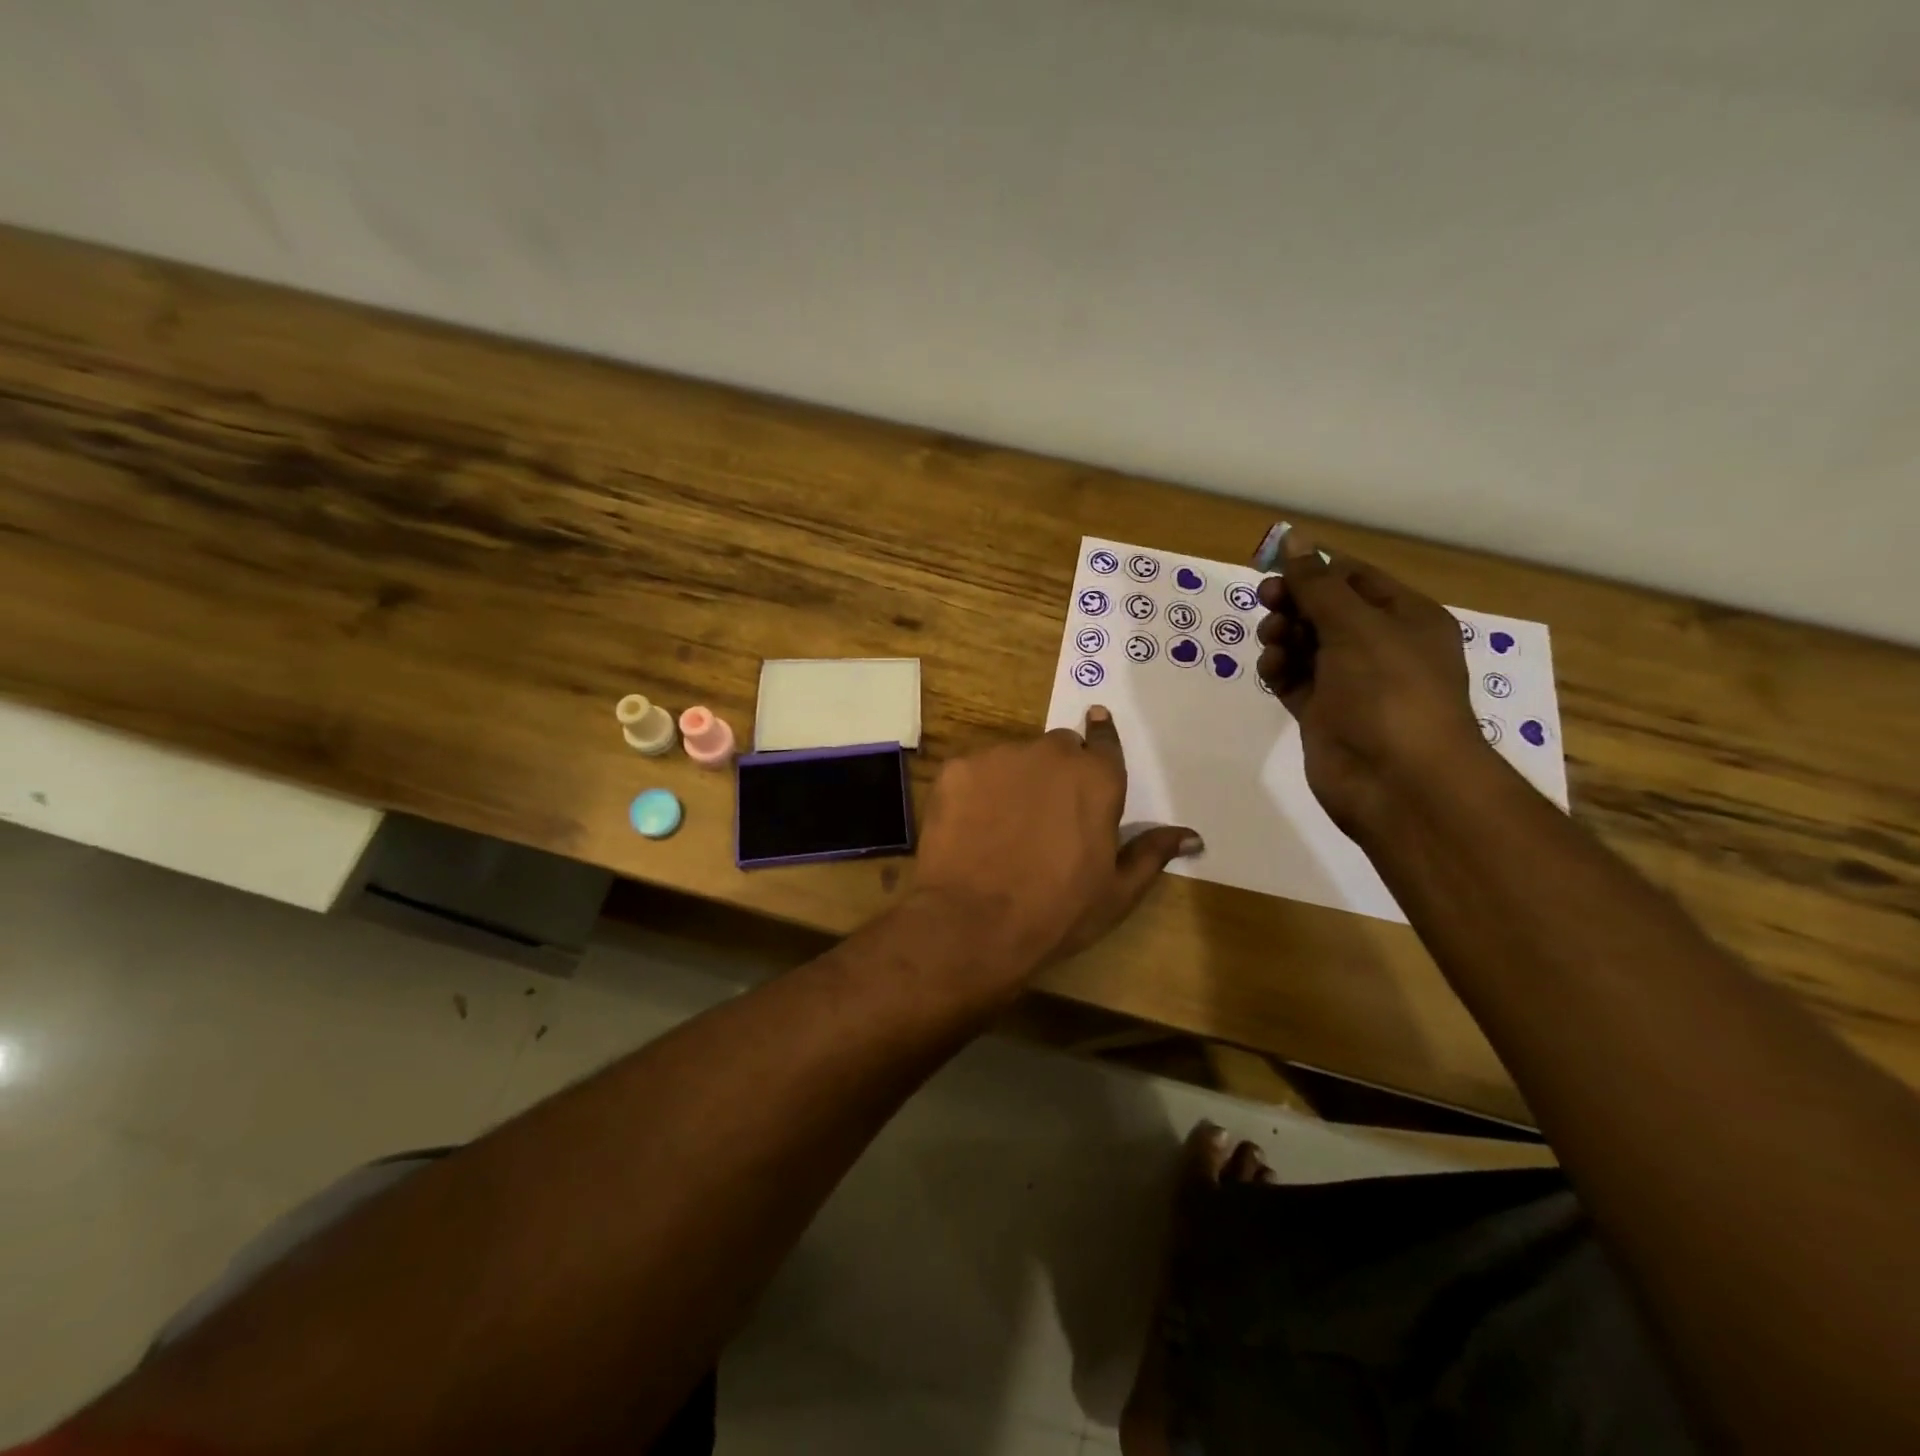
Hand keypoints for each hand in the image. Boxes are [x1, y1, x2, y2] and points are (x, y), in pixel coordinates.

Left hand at [911, 708, 1201, 986]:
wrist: (972, 924)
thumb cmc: (1056, 913)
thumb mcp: (1116, 893)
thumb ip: (1151, 853)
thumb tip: (1191, 836)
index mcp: (1097, 779)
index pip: (1104, 743)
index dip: (1101, 737)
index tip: (1097, 722)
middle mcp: (1050, 754)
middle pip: (1058, 749)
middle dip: (1056, 772)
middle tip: (1044, 816)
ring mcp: (999, 758)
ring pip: (1013, 758)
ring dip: (1014, 780)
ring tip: (1002, 827)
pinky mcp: (957, 769)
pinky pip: (972, 772)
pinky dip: (974, 792)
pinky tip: (970, 828)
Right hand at [1256, 528, 1489, 836]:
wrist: (1395, 780)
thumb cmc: (1388, 691)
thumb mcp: (1355, 626)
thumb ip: (1318, 585)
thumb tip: (1295, 540)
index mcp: (1405, 618)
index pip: (1354, 578)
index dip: (1315, 569)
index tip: (1274, 566)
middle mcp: (1380, 646)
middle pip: (1325, 610)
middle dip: (1294, 602)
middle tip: (1268, 601)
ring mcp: (1350, 682)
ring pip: (1306, 644)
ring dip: (1284, 635)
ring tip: (1273, 641)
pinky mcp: (1323, 713)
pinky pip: (1295, 679)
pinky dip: (1280, 669)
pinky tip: (1272, 669)